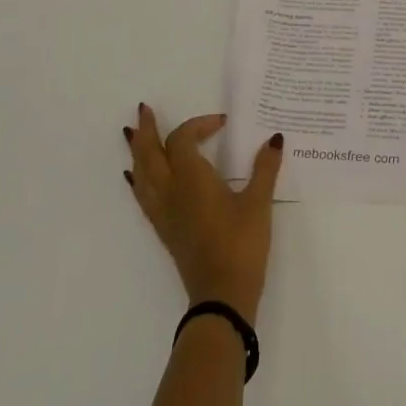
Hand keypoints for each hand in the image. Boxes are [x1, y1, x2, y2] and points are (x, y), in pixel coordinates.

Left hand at [125, 105, 283, 322]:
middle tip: (143, 110)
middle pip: (150, 153)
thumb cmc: (242, 245)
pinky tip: (135, 176)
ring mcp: (163, 212)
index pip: (183, 140)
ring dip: (137, 150)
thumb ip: (265, 168)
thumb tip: (274, 138)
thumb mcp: (258, 203)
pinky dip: (138, 179)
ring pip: (142, 173)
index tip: (222, 123)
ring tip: (131, 134)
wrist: (222, 295)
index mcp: (192, 179)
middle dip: (147, 129)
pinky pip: (143, 195)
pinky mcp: (164, 229)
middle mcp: (171, 191)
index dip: (199, 125)